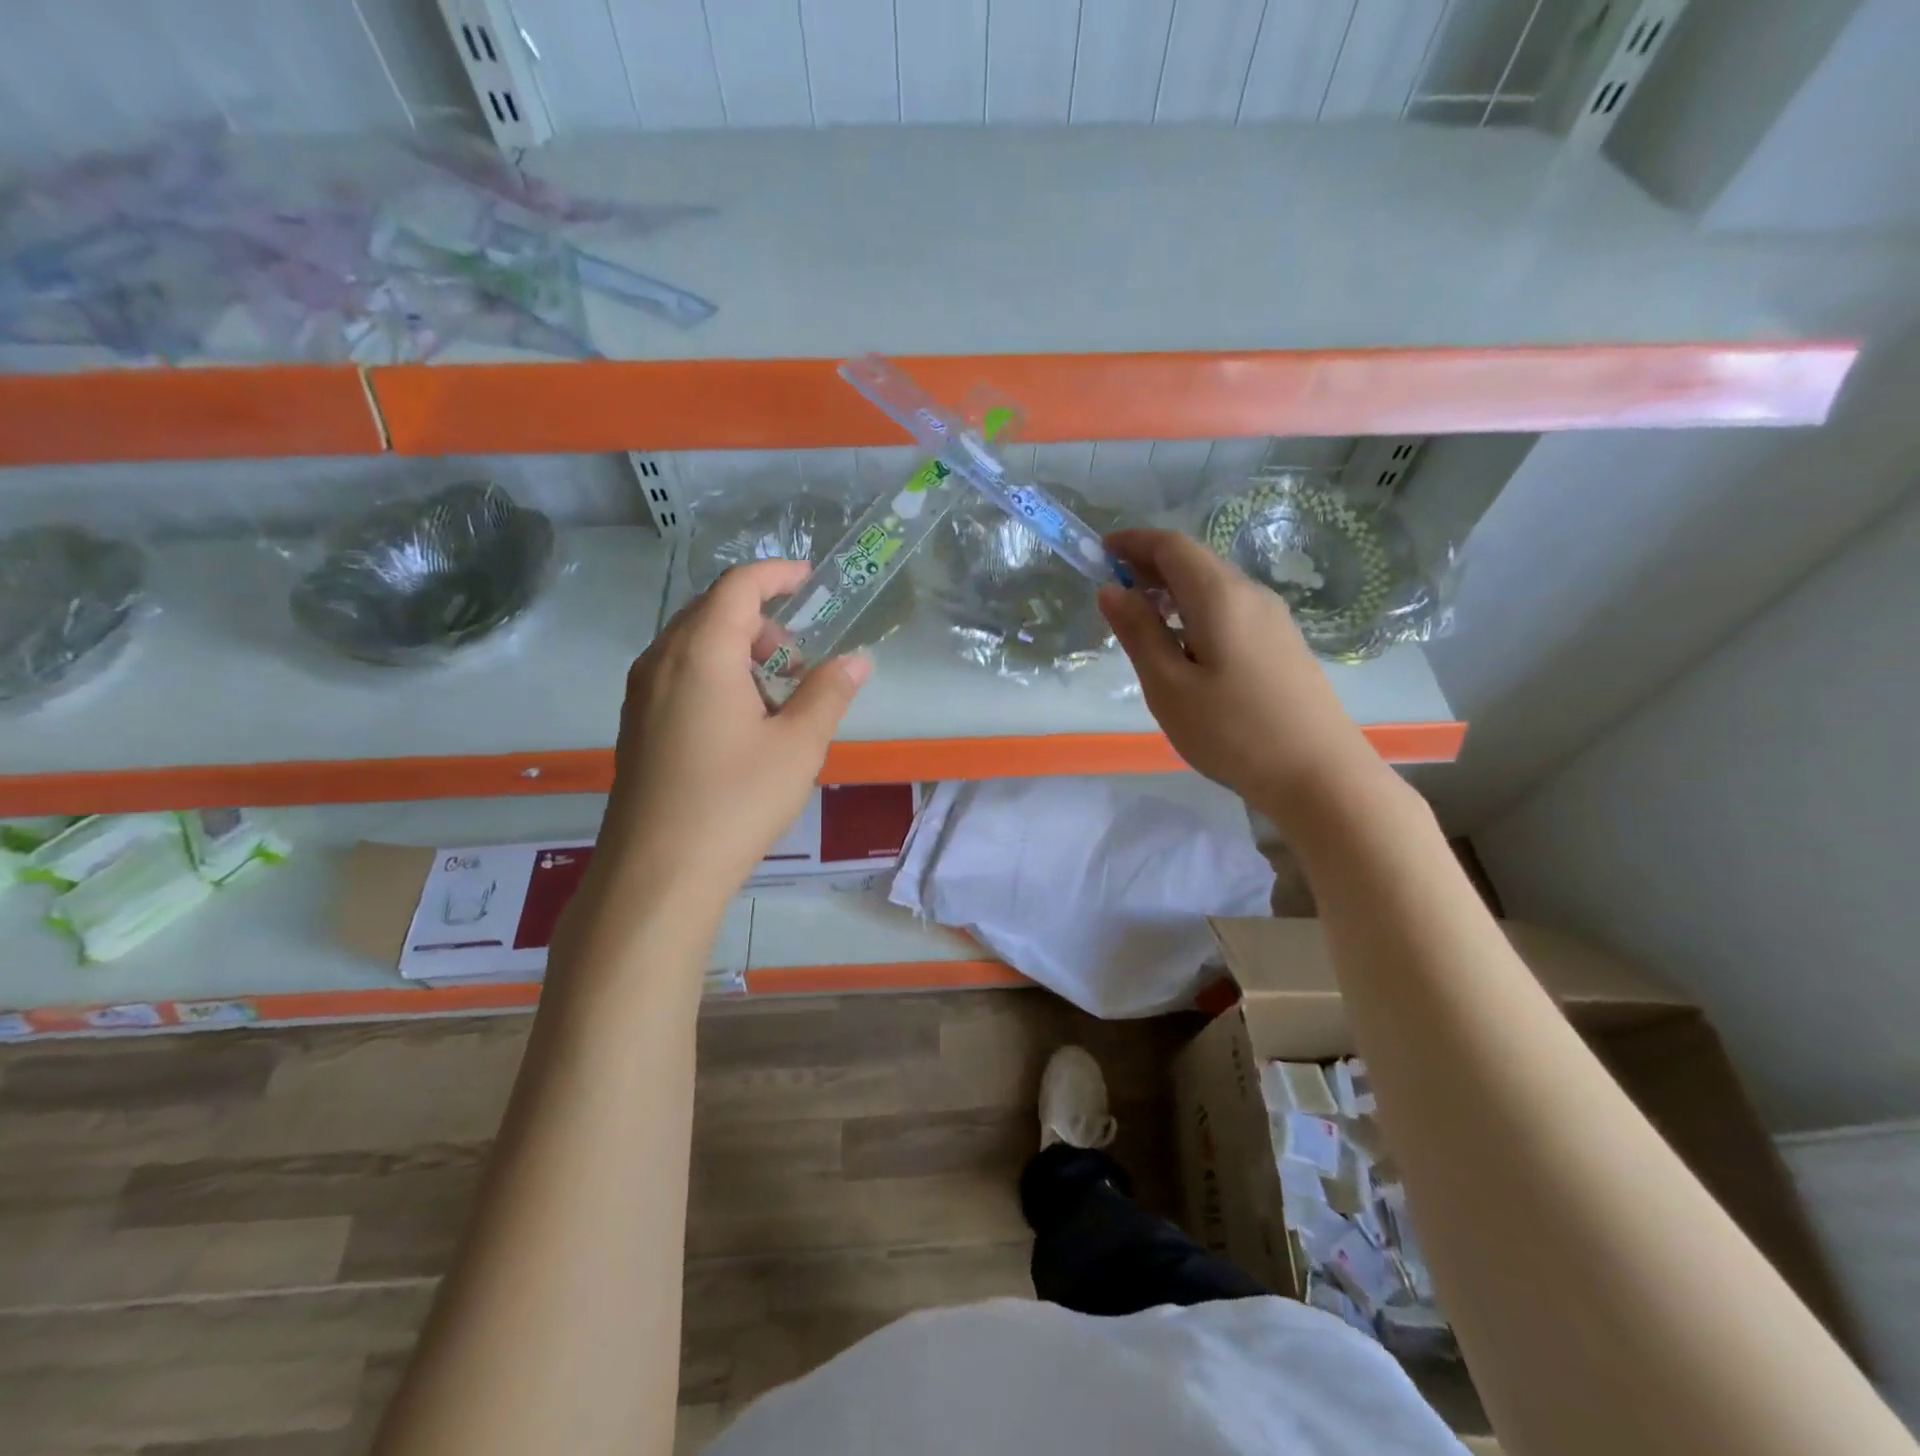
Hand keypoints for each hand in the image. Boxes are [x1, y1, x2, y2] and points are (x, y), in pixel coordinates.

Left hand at [591, 560, 870, 921]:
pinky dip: (715, 673)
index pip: (738, 586)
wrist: (657, 872)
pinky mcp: (636, 724)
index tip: (810, 578)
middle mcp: (661, 660)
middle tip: (799, 655)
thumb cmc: (735, 800)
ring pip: (692, 644)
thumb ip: (829, 694)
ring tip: (776, 693)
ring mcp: (641, 693)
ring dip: (738, 648)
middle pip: (711, 610)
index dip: (776, 573)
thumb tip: (857, 662)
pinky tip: (741, 720)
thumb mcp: (798, 746)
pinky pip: (678, 673)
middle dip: (760, 618)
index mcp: (701, 652)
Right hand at [1097, 528, 1384, 824]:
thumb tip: (1112, 589)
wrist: (1319, 775)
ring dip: (1173, 591)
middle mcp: (1251, 594)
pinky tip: (1184, 647)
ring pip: (1214, 586)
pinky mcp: (1282, 644)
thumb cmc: (1232, 732)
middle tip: (1114, 590)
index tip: (1100, 553)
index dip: (1133, 542)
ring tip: (1142, 621)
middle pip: (1195, 561)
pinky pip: (1231, 609)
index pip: (1172, 546)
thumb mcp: (1169, 686)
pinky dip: (1196, 611)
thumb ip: (1138, 633)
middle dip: (1150, 565)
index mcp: (1220, 595)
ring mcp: (1273, 619)